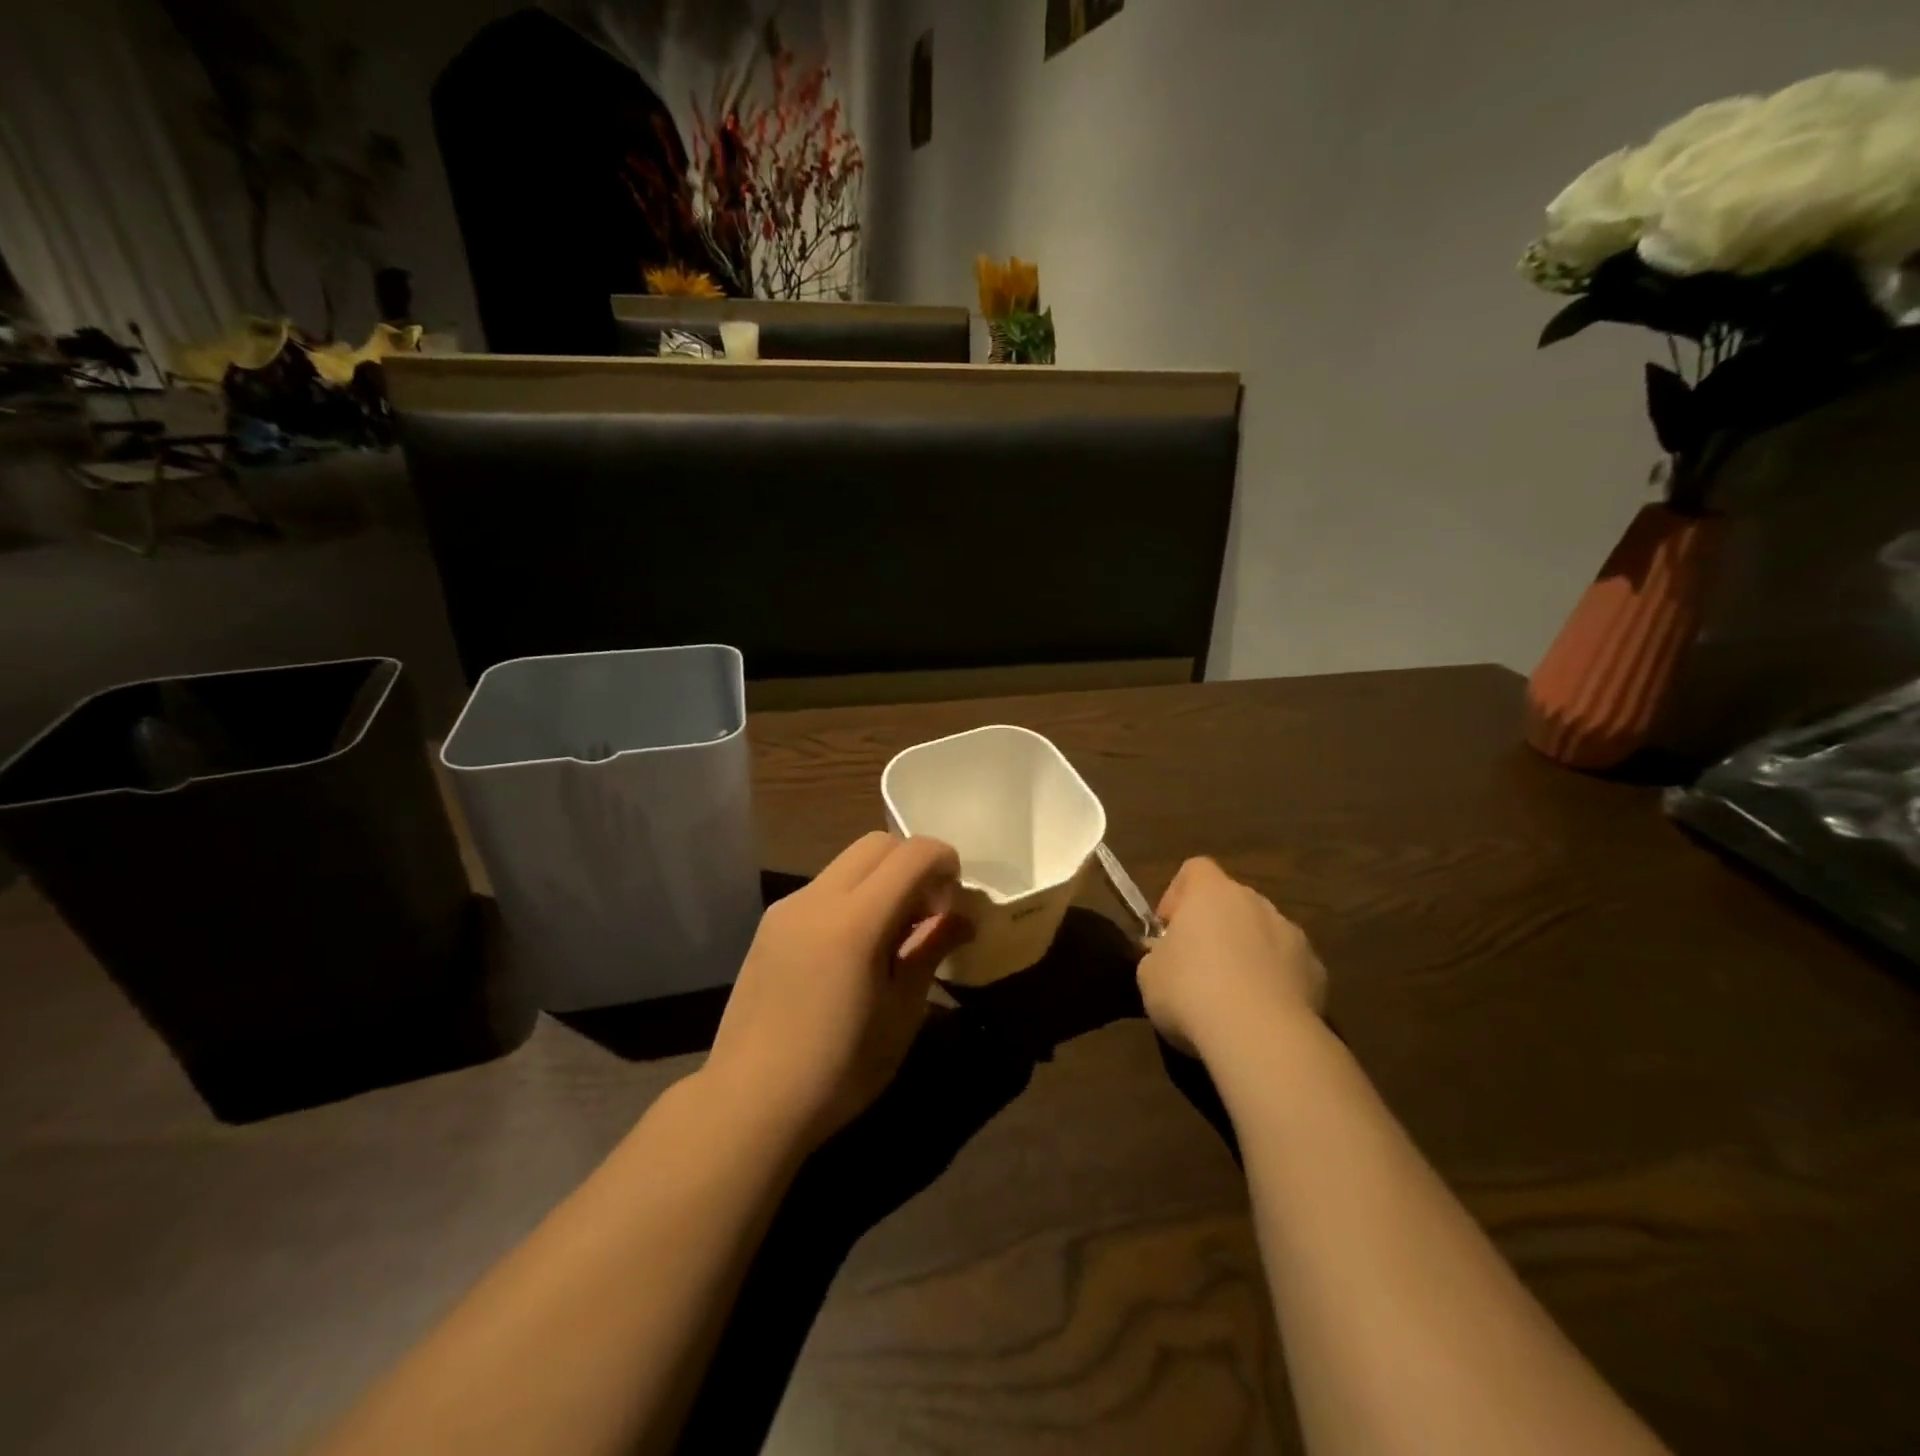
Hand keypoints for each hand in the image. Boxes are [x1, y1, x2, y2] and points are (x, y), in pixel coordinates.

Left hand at [701, 832, 972, 1151]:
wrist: (748, 1104)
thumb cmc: (838, 1070)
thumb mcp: (901, 1014)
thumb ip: (931, 951)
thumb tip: (963, 918)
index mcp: (854, 921)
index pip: (912, 854)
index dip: (945, 863)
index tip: (954, 903)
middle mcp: (817, 899)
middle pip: (877, 844)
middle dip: (913, 864)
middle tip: (927, 914)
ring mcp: (787, 908)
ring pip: (848, 863)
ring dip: (882, 880)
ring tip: (892, 935)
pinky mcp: (770, 924)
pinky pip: (823, 888)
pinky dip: (852, 897)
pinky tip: (853, 950)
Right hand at [1136, 857, 1326, 1059]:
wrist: (1261, 1036)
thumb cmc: (1190, 991)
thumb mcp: (1148, 973)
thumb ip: (1157, 955)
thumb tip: (1167, 957)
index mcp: (1212, 892)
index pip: (1195, 869)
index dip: (1178, 895)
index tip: (1168, 930)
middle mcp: (1256, 902)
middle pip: (1232, 902)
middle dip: (1216, 927)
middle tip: (1196, 966)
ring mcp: (1292, 935)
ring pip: (1264, 934)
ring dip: (1248, 953)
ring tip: (1232, 997)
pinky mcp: (1317, 972)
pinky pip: (1289, 967)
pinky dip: (1276, 983)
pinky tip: (1262, 1015)